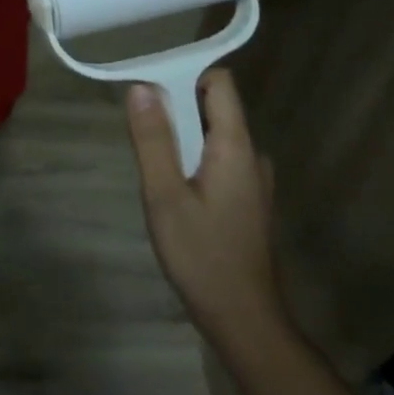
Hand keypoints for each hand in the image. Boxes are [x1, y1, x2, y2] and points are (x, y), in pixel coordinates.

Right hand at [126, 70, 285, 347]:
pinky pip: (218, 160)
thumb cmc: (201, 255)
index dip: (184, 75)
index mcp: (235, 146)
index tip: (149, 89)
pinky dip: (193, 160)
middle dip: (176, 109)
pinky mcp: (248, 201)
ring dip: (182, 138)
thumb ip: (153, 140)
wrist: (243, 319)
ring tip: (153, 167)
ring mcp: (253, 180)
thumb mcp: (164, 195)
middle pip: (214, 107)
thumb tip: (140, 87)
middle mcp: (252, 155)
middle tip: (141, 135)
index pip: (219, 83)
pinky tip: (173, 191)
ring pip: (214, 136)